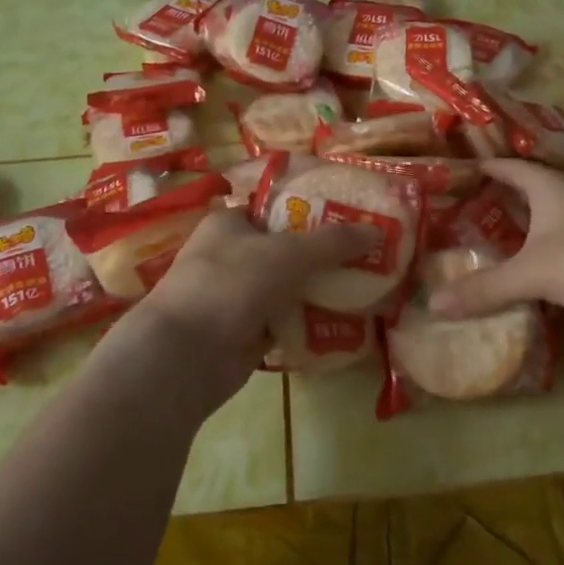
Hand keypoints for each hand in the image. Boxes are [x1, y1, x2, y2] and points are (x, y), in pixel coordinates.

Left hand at [133, 209, 372, 407]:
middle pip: (285, 250)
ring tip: (364, 286)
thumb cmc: (230, 284)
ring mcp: (236, 297)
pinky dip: (306, 322)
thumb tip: (377, 231)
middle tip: (366, 255)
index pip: (274, 209)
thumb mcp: (287, 253)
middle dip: (322, 255)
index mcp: (229, 224)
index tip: (348, 218)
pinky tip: (341, 322)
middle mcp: (230, 256)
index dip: (310, 211)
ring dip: (317, 290)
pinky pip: (284, 322)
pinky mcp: (243, 333)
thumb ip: (332, 242)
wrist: (186, 356)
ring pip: (287, 288)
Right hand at [430, 159, 563, 320]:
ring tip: (509, 236)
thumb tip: (434, 304)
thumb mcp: (532, 275)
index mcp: (549, 186)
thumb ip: (485, 289)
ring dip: (536, 221)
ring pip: (559, 211)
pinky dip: (558, 242)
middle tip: (477, 207)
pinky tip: (552, 263)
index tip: (465, 171)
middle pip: (535, 186)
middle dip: (508, 195)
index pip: (510, 167)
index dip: (487, 168)